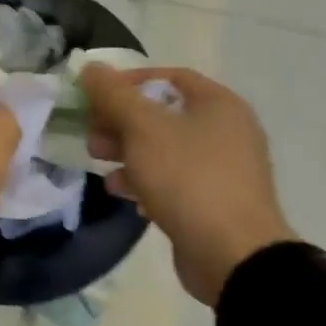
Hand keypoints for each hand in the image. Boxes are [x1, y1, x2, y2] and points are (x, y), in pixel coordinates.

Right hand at [81, 64, 295, 306]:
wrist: (234, 257)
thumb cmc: (189, 178)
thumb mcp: (142, 128)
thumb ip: (113, 94)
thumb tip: (91, 68)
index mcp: (218, 104)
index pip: (168, 77)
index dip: (128, 81)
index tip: (97, 95)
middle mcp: (227, 131)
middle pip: (162, 113)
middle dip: (120, 120)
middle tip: (92, 132)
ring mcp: (223, 169)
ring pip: (164, 147)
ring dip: (127, 150)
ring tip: (97, 161)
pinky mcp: (215, 202)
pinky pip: (174, 179)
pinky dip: (145, 179)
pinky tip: (121, 191)